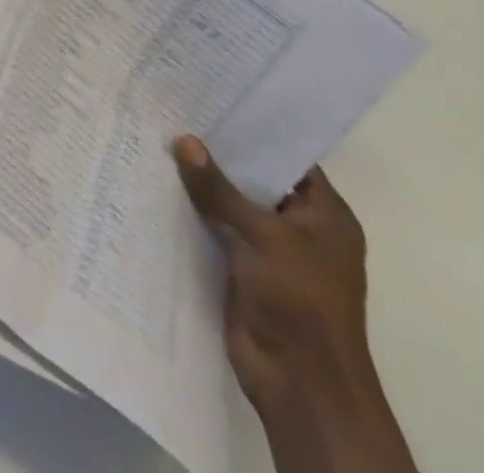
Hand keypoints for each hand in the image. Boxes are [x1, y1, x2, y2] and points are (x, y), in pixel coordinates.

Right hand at [174, 137, 382, 420]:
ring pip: (231, 204)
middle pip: (255, 179)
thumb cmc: (300, 300)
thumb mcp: (262, 235)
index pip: (289, 158)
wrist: (301, 384)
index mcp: (326, 216)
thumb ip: (219, 188)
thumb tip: (184, 140)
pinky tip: (158, 184)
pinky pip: (215, 228)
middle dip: (218, 153)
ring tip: (157, 138)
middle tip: (175, 111)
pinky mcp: (243, 268)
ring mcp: (271, 250)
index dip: (255, 130)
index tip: (213, 99)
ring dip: (201, 183)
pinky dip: (192, 212)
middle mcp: (301, 228)